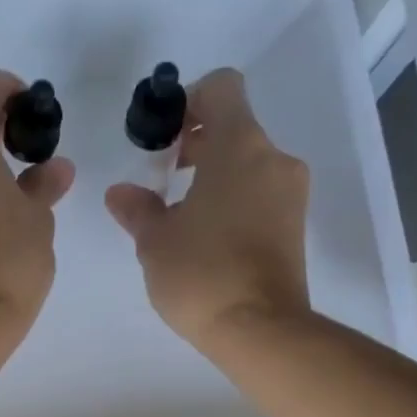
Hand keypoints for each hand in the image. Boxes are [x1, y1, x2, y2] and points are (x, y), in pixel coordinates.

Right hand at [104, 68, 310, 344]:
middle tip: (165, 179)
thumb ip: (137, 209)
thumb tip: (121, 193)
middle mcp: (272, 158)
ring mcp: (290, 193)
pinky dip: (234, 200)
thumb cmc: (201, 274)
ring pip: (249, 164)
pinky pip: (261, 194)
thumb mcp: (155, 241)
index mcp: (239, 145)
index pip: (221, 87)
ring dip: (216, 176)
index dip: (189, 101)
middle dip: (198, 144)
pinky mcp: (295, 226)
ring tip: (183, 217)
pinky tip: (208, 239)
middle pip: (235, 127)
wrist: (259, 329)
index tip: (164, 138)